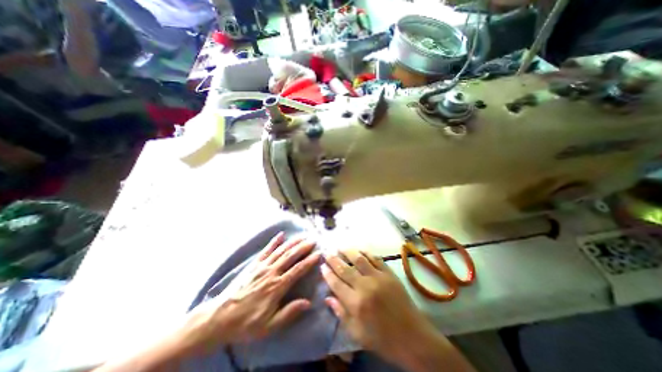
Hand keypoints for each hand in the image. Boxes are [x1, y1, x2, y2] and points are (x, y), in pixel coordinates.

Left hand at [180, 232, 319, 354]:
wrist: (220, 318)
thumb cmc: (247, 323)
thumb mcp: (269, 325)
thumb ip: (289, 313)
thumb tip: (308, 303)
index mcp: (277, 286)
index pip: (297, 270)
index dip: (309, 261)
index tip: (318, 254)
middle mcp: (271, 272)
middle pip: (290, 256)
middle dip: (303, 247)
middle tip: (313, 240)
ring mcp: (262, 266)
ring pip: (280, 251)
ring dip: (292, 242)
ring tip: (302, 236)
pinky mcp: (254, 264)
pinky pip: (266, 250)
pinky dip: (274, 242)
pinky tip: (281, 235)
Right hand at [322, 250, 475, 370]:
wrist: (413, 337)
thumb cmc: (383, 339)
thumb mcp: (357, 334)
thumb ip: (341, 314)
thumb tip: (328, 297)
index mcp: (356, 303)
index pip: (336, 283)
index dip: (327, 273)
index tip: (322, 266)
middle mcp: (365, 286)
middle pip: (345, 268)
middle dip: (334, 260)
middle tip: (327, 253)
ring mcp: (378, 277)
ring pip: (359, 259)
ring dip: (348, 251)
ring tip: (340, 247)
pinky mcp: (389, 273)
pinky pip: (375, 259)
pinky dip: (366, 253)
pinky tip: (360, 250)